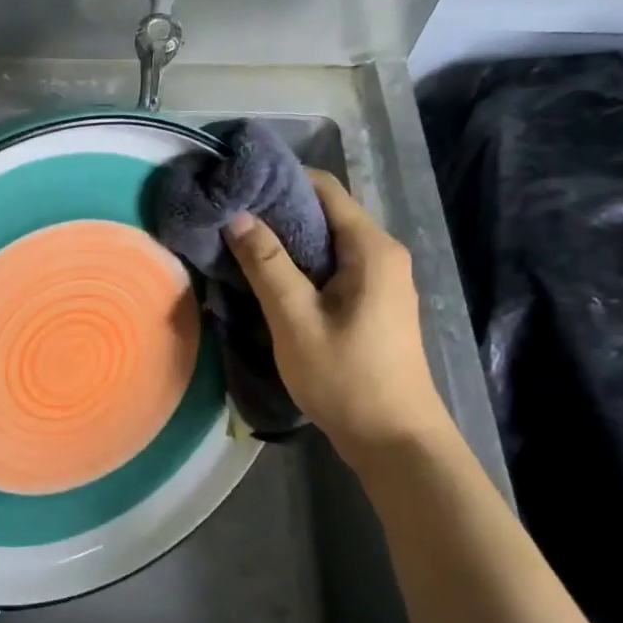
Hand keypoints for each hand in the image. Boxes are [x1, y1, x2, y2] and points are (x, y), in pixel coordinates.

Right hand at [223, 170, 452, 455]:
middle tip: (227, 219)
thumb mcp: (296, 319)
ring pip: (326, 243)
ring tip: (237, 246)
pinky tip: (267, 280)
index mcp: (371, 248)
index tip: (235, 188)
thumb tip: (238, 216)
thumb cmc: (346, 378)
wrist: (395, 440)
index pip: (323, 188)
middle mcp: (382, 254)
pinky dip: (299, 266)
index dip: (278, 181)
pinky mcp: (372, 303)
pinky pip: (332, 268)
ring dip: (285, 242)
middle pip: (325, 214)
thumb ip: (267, 264)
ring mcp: (380, 280)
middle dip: (276, 212)